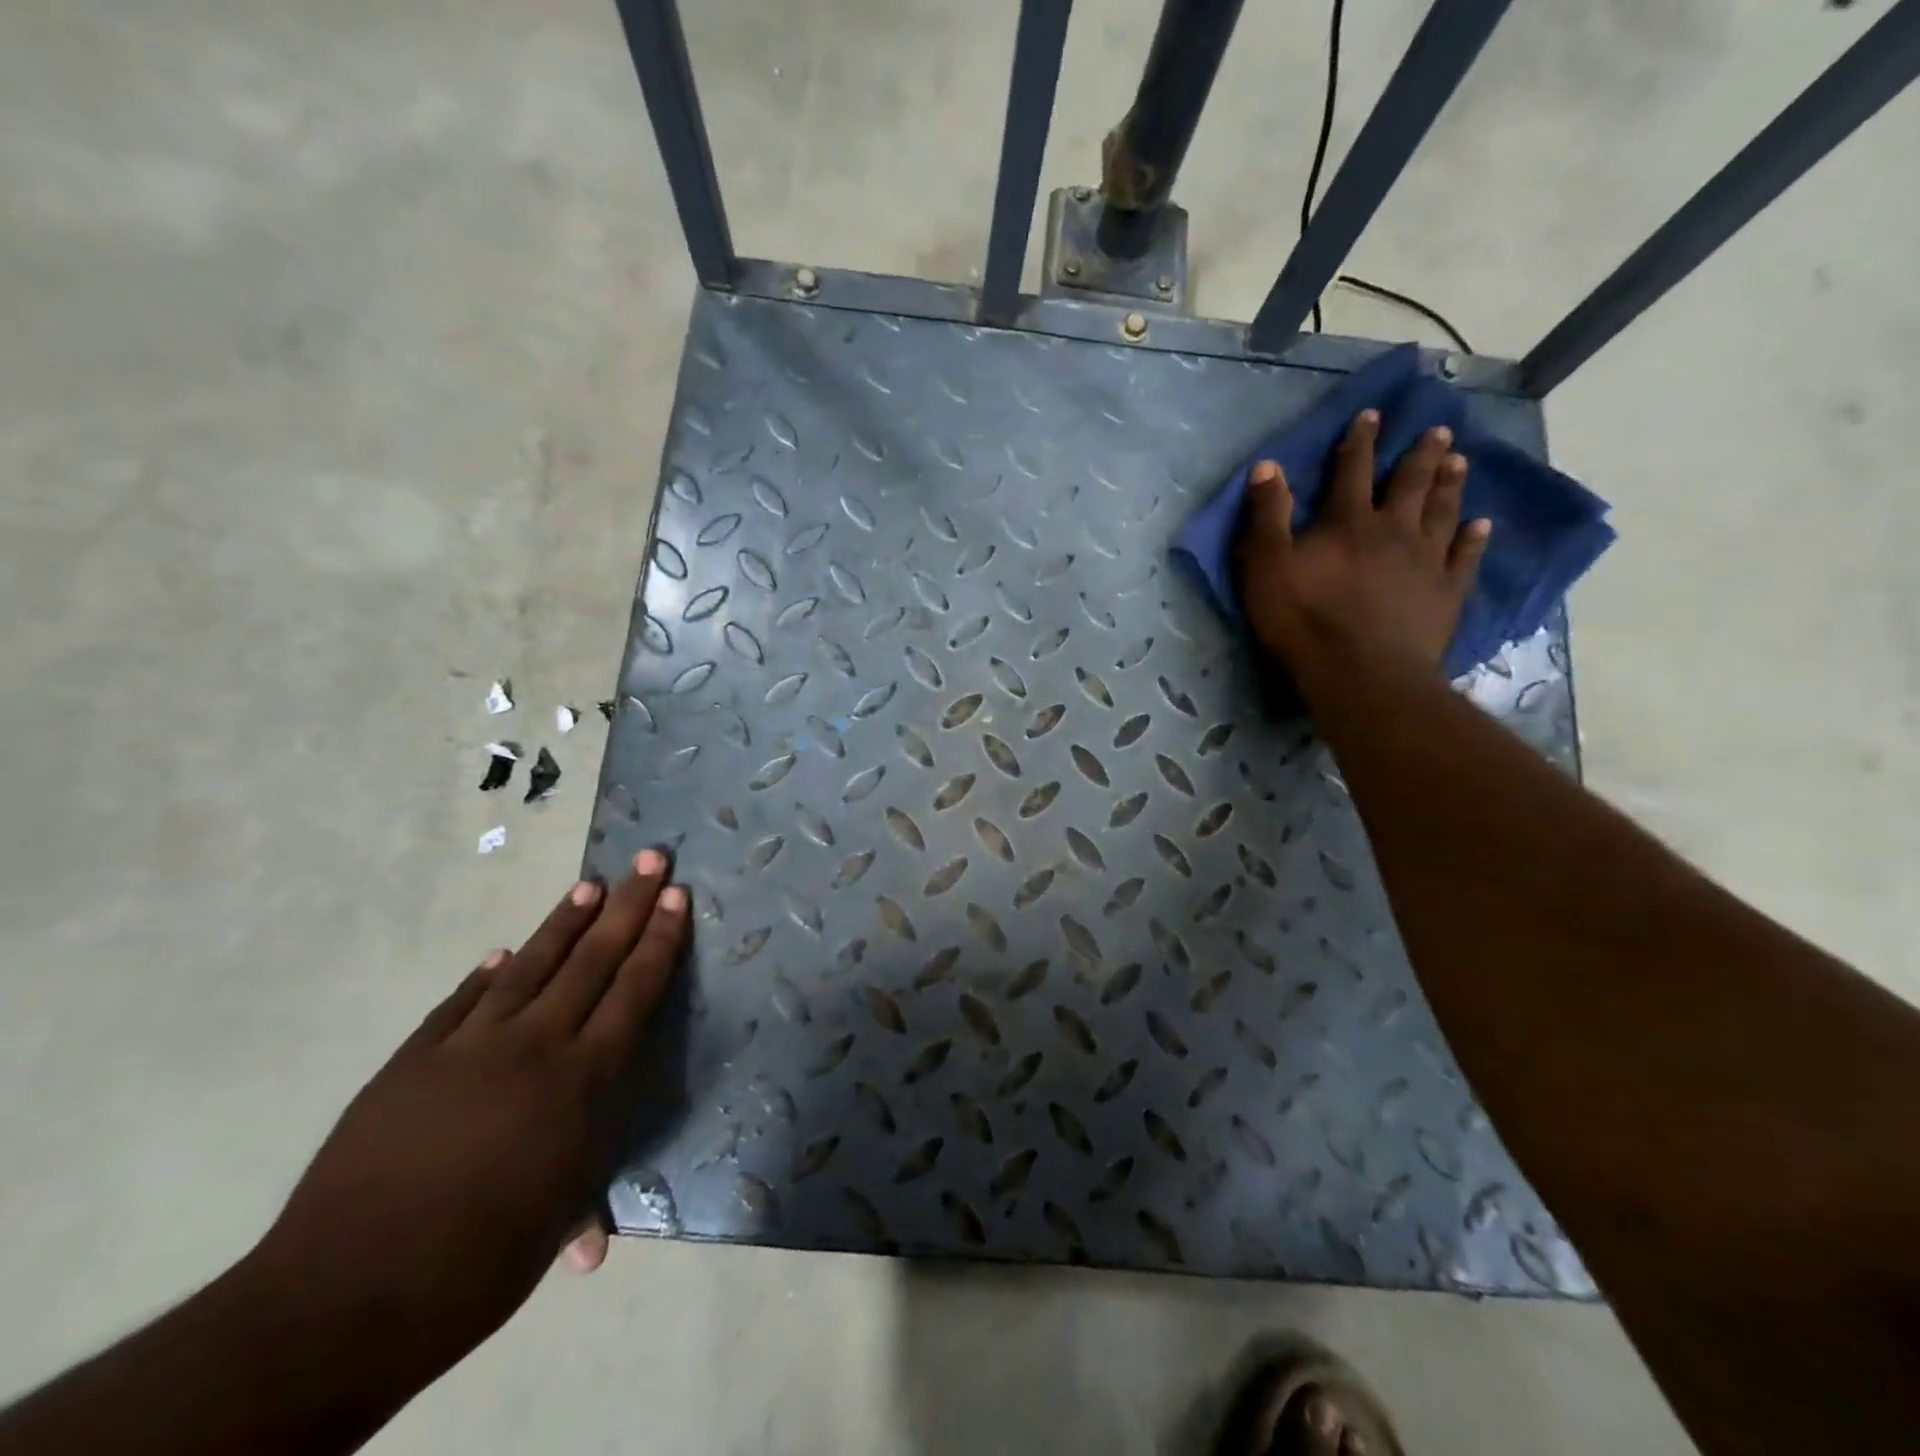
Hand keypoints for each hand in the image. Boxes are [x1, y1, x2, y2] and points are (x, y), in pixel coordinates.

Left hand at [243, 851, 688, 1395]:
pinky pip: (461, 1004)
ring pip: (531, 968)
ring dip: (564, 923)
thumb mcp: (551, 1229)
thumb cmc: (476, 1266)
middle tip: (649, 860)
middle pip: (592, 961)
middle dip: (628, 907)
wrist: (343, 1296)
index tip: (675, 897)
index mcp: (582, 1082)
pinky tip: (502, 953)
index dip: (658, 942)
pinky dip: (486, 976)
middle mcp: (535, 1047)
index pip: (633, 992)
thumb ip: (579, 1207)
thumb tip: (595, 1244)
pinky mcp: (412, 1062)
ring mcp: (469, 1048)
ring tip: (590, 885)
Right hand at [1233, 409, 1488, 677]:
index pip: (1352, 470)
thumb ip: (1267, 516)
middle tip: (1438, 431)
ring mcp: (1426, 561)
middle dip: (1420, 455)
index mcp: (1347, 522)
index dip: (1359, 440)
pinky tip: (1481, 525)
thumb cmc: (1304, 622)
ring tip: (1460, 462)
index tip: (1373, 414)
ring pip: (1443, 512)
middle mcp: (1393, 530)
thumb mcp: (1266, 568)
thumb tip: (1267, 465)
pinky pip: (1464, 558)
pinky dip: (1473, 539)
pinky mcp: (1446, 594)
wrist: (1361, 674)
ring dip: (1450, 485)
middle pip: (1410, 483)